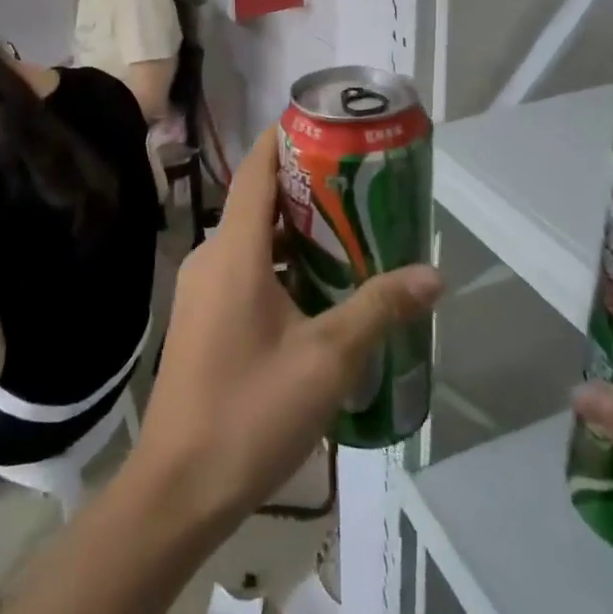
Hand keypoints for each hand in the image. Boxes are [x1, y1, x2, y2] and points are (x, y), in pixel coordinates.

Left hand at [134, 128, 443, 533]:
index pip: (256, 167)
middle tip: (364, 185)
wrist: (178, 487)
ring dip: (299, 231)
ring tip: (354, 232)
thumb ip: (379, 309)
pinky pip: (245, 269)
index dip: (288, 137)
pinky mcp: (203, 316)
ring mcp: (202, 288)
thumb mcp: (328, 359)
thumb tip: (434, 274)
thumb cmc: (251, 411)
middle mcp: (211, 256)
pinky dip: (282, 264)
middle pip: (259, 199)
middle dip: (309, 187)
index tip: (332, 126)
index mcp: (234, 250)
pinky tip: (321, 288)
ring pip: (254, 239)